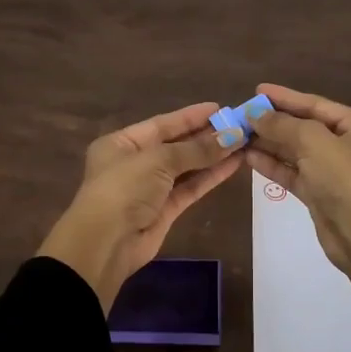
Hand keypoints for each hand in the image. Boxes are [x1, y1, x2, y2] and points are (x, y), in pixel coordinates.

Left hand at [39, 102, 245, 310]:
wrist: (106, 243)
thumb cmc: (124, 188)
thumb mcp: (158, 160)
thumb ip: (196, 149)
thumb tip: (233, 136)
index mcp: (122, 143)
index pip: (162, 124)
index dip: (191, 116)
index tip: (221, 108)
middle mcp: (135, 163)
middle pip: (176, 145)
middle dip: (206, 136)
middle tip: (239, 125)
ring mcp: (150, 188)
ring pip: (186, 167)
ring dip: (213, 156)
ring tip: (244, 143)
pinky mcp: (164, 211)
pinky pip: (190, 188)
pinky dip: (210, 176)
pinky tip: (233, 165)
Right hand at [247, 84, 350, 351]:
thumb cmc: (345, 178)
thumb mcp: (313, 141)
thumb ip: (282, 124)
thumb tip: (254, 115)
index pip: (316, 104)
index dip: (285, 97)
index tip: (257, 91)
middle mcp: (349, 145)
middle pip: (304, 127)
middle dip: (273, 122)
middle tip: (241, 115)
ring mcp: (334, 172)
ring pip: (296, 151)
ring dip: (268, 144)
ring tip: (238, 135)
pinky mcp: (320, 194)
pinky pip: (292, 173)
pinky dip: (272, 165)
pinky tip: (248, 157)